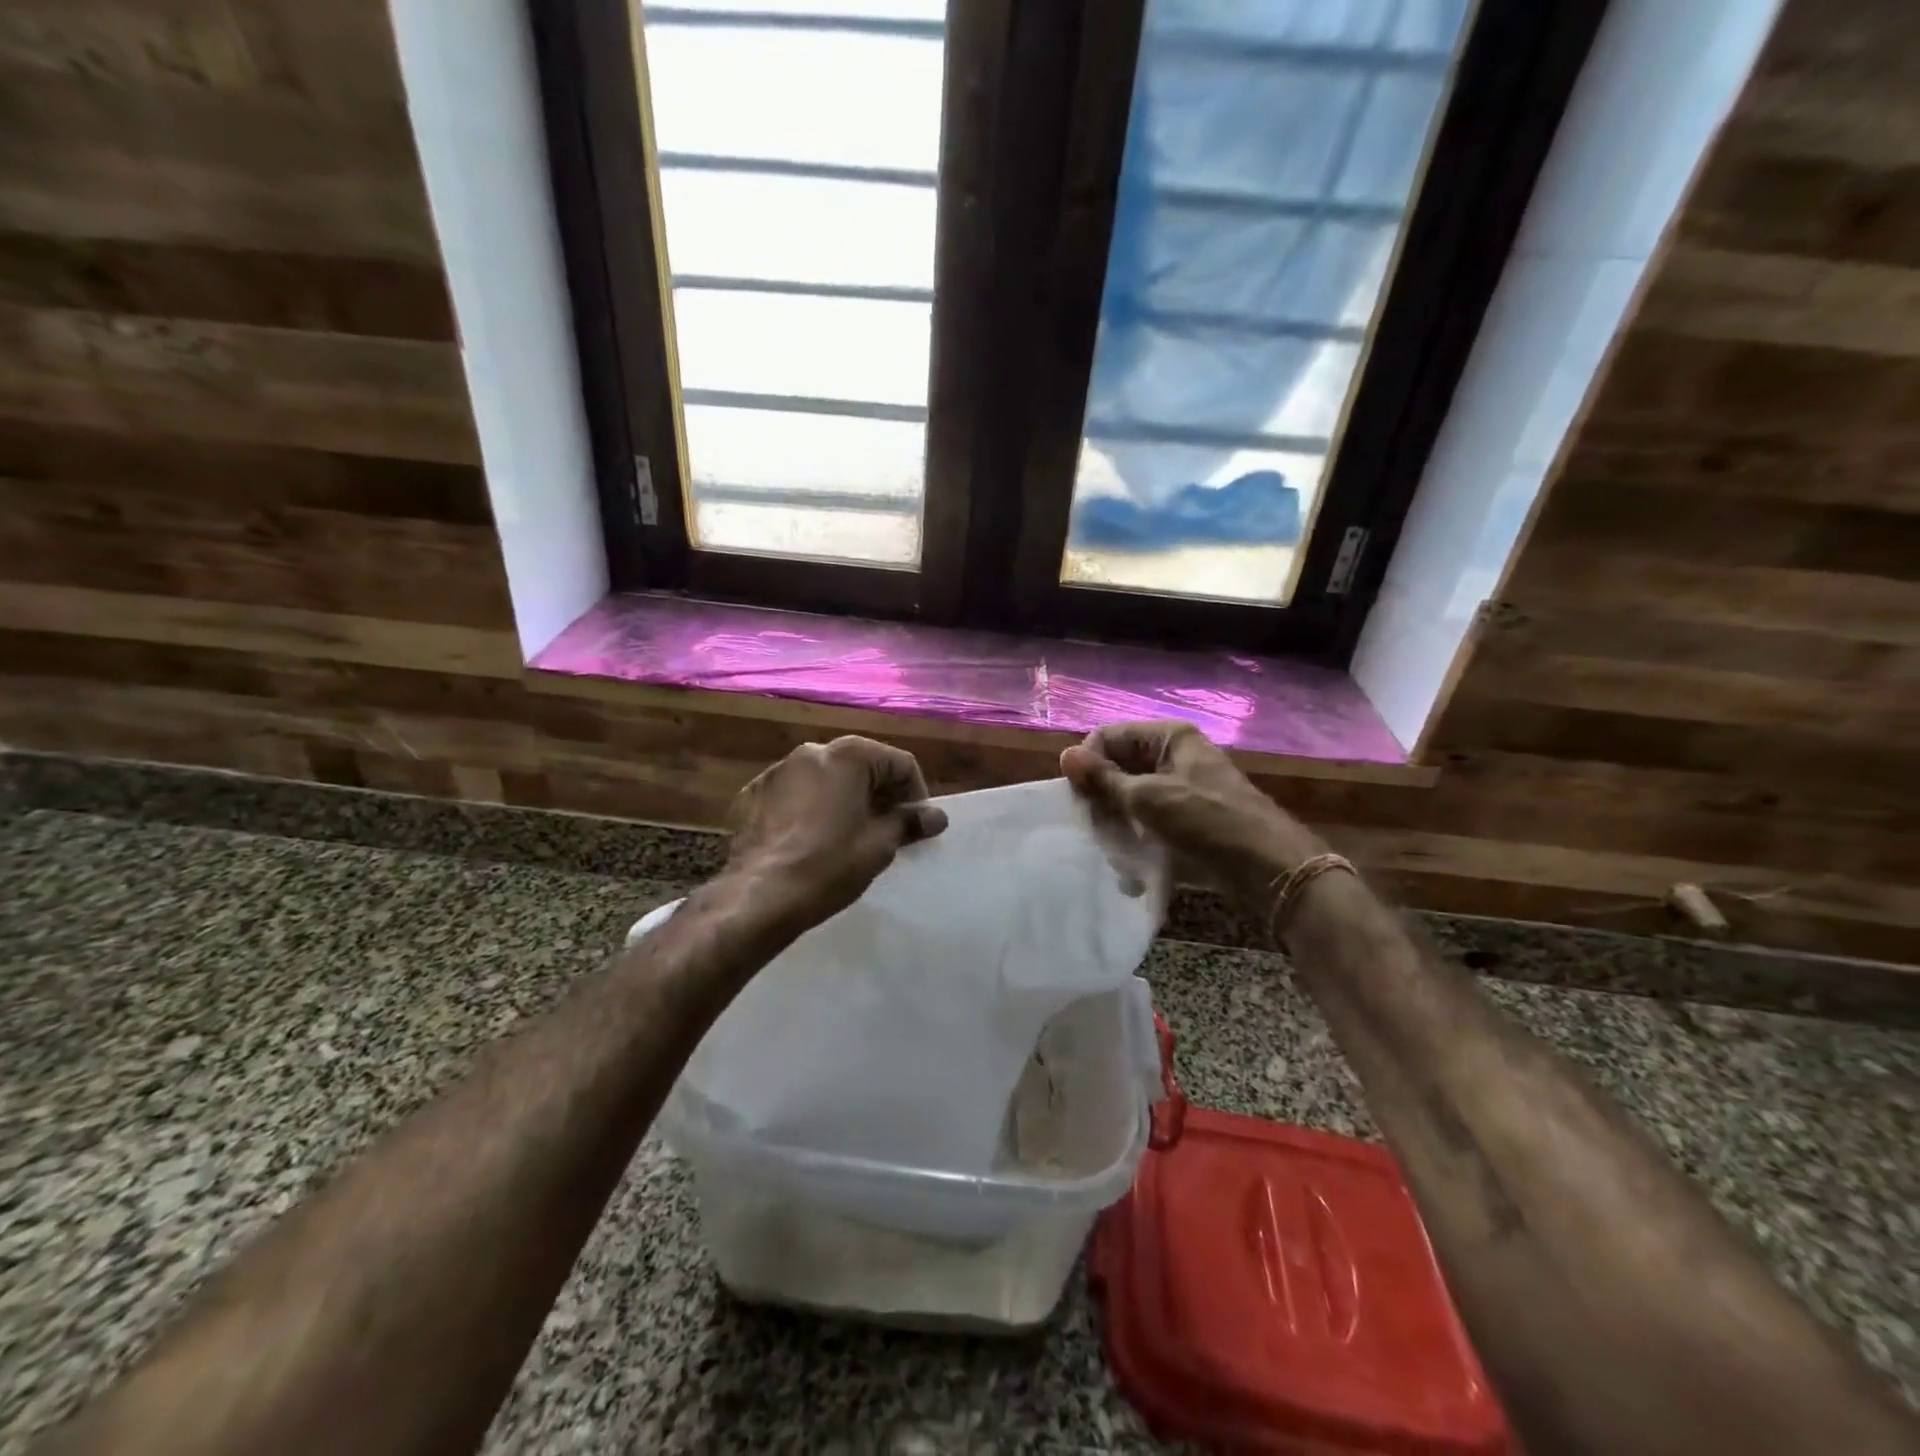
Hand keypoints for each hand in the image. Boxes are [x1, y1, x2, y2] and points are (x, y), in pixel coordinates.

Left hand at [726, 736, 947, 928]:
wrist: (757, 896)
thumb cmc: (829, 865)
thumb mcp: (879, 846)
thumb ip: (909, 823)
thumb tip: (936, 816)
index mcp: (848, 756)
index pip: (899, 763)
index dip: (915, 794)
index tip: (916, 826)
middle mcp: (811, 752)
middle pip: (860, 765)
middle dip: (879, 794)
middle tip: (887, 831)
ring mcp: (777, 771)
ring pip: (824, 779)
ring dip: (842, 799)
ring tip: (846, 837)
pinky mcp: (752, 794)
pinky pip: (793, 795)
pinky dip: (808, 809)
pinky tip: (808, 841)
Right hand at [1061, 720, 1322, 901]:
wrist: (1268, 868)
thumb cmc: (1207, 821)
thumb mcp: (1149, 798)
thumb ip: (1105, 779)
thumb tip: (1065, 755)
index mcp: (1169, 737)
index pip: (1110, 736)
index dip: (1089, 762)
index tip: (1078, 796)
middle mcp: (1175, 755)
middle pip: (1120, 765)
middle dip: (1102, 795)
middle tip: (1093, 825)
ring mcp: (1182, 786)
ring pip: (1131, 795)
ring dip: (1117, 819)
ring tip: (1113, 847)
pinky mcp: (1187, 816)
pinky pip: (1148, 818)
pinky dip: (1136, 834)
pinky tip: (1130, 860)